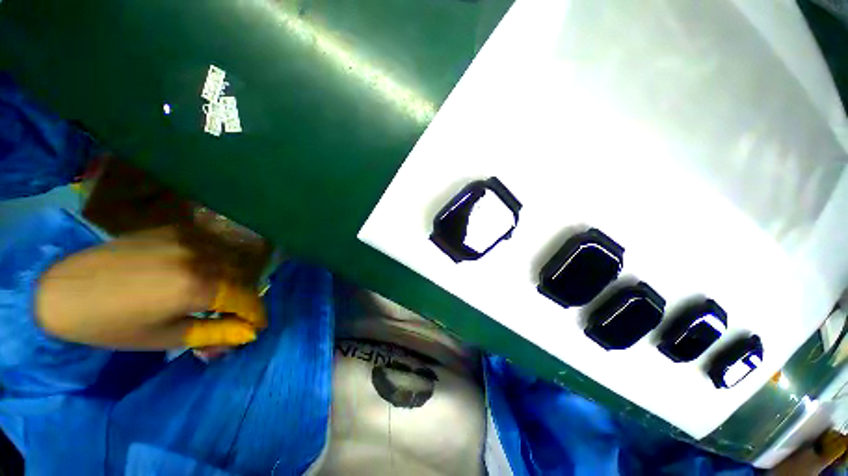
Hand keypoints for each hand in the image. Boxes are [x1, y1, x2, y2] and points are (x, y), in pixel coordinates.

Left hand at [35, 228, 265, 349]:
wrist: (64, 290)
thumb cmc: (113, 326)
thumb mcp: (166, 338)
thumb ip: (215, 333)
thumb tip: (249, 334)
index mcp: (197, 287)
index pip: (247, 299)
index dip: (257, 315)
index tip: (257, 326)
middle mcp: (200, 258)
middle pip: (243, 278)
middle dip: (244, 299)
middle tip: (234, 315)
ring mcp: (189, 239)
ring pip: (231, 260)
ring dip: (232, 280)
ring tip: (219, 295)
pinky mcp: (177, 230)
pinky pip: (213, 246)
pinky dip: (217, 262)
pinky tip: (203, 272)